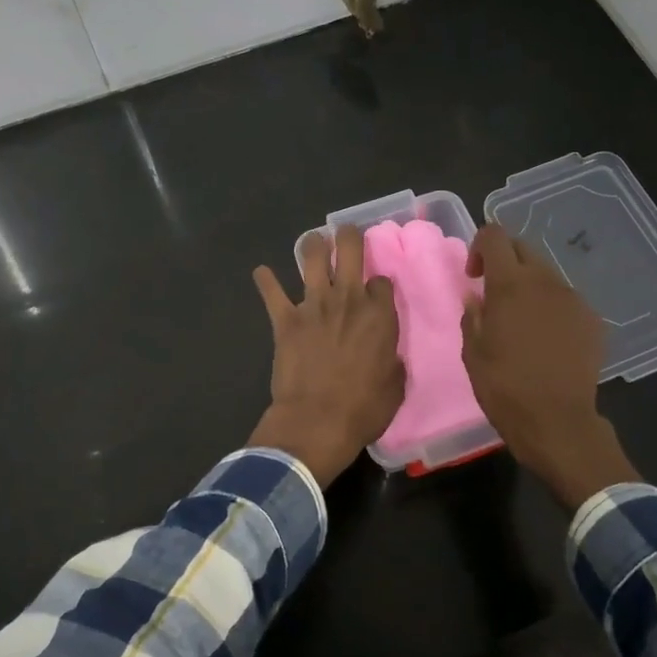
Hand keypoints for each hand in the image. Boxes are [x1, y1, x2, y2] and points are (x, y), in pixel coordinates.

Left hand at [249, 224, 404, 486]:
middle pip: (350, 249)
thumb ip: (391, 360)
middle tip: (347, 235)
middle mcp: (349, 299)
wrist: (317, 421)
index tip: (376, 292)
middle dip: (349, 237)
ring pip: (313, 257)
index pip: (382, 280)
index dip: (379, 284)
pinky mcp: (285, 319)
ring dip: (313, 244)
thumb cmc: (364, 409)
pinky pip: (272, 292)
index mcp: (380, 315)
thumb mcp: (395, 386)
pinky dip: (265, 281)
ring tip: (314, 241)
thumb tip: (386, 355)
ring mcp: (314, 305)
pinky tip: (261, 272)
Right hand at [460, 225, 636, 509]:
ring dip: (529, 286)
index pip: (494, 236)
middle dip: (505, 262)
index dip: (480, 247)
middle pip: (523, 248)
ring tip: (522, 322)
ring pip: (546, 275)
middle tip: (494, 295)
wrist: (558, 421)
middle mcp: (545, 281)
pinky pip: (566, 300)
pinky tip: (547, 340)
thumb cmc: (505, 388)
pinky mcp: (592, 320)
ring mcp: (573, 299)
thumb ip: (472, 316)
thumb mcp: (473, 354)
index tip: (474, 276)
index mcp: (510, 285)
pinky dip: (551, 307)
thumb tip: (476, 296)